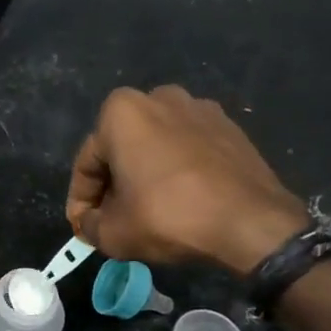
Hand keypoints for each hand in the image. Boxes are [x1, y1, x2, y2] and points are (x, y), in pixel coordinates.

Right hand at [66, 85, 309, 276]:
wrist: (249, 221)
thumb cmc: (168, 216)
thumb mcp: (112, 233)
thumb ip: (89, 225)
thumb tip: (90, 222)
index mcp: (121, 112)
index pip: (87, 163)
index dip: (81, 201)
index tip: (84, 227)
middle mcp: (158, 97)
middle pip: (122, 149)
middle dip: (113, 184)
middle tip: (113, 220)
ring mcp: (199, 108)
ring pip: (155, 147)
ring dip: (145, 175)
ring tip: (147, 211)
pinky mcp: (229, 126)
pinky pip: (187, 150)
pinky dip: (176, 172)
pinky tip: (180, 201)